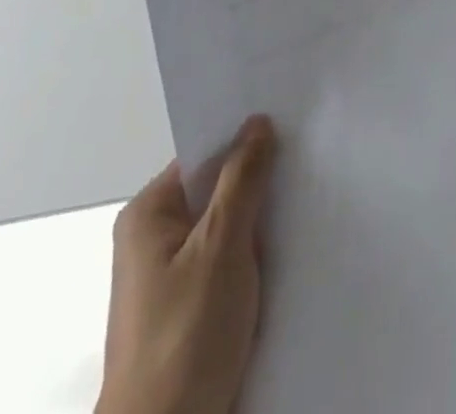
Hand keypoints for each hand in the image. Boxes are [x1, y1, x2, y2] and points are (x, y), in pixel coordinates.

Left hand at [99, 116, 277, 413]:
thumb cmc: (186, 335)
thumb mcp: (221, 245)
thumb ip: (243, 179)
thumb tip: (258, 122)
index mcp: (147, 215)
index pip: (204, 156)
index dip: (245, 141)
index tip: (292, 129)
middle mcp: (152, 239)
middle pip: (216, 191)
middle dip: (258, 184)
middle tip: (308, 164)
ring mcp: (170, 278)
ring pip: (226, 229)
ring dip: (260, 224)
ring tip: (306, 203)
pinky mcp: (189, 311)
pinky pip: (227, 263)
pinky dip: (254, 258)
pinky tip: (289, 252)